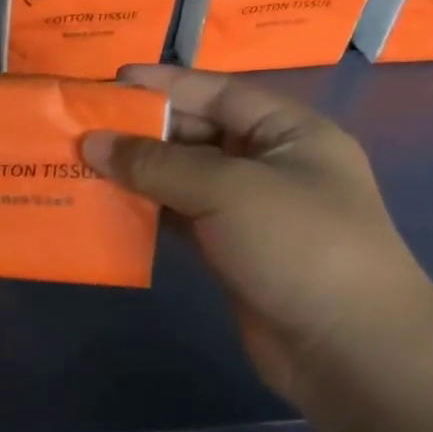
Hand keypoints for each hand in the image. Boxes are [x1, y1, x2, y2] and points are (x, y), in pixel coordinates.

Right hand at [82, 65, 432, 403]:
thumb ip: (157, 164)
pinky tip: (107, 206)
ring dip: (138, 172)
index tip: (110, 81)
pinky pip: (181, 216)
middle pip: (198, 133)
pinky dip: (147, 210)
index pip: (218, 92)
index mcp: (288, 132)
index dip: (165, 85)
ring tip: (83, 164)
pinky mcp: (232, 250)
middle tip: (83, 127)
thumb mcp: (228, 190)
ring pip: (184, 178)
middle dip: (142, 130)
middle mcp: (270, 164)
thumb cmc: (299, 247)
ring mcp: (251, 211)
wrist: (350, 350)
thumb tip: (91, 143)